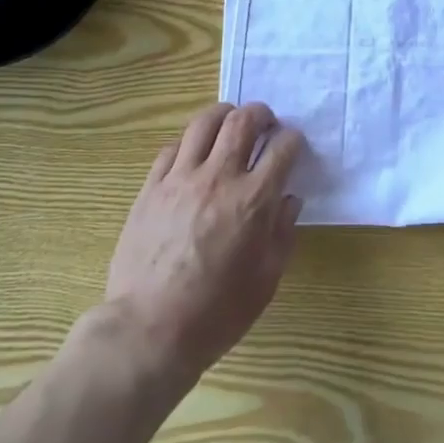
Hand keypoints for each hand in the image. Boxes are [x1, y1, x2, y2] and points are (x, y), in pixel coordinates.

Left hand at [102, 102, 304, 389]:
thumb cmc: (216, 313)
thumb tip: (289, 200)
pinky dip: (190, 143)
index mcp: (253, 201)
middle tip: (265, 121)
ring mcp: (180, 179)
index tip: (293, 144)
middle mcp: (218, 178)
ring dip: (223, 115)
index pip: (281, 150)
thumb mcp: (265, 281)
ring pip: (203, 123)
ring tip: (229, 122)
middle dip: (259, 114)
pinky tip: (194, 153)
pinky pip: (172, 148)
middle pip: (242, 122)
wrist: (150, 329)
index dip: (292, 140)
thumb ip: (282, 233)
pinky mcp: (151, 187)